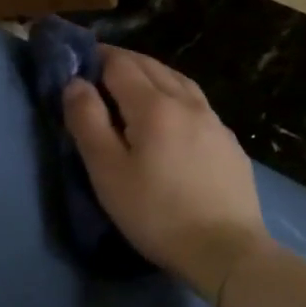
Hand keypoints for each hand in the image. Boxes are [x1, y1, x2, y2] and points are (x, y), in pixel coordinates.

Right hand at [62, 46, 276, 304]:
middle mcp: (187, 102)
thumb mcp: (108, 172)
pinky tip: (173, 117)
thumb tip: (75, 83)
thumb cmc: (157, 213)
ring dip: (152, 75)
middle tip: (99, 73)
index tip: (78, 64)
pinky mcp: (229, 143)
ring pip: (178, 81)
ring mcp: (214, 121)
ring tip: (134, 88)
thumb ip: (88, 122)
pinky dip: (176, 96)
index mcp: (154, 105)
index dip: (96, 57)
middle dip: (123, 62)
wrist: (225, 249)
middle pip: (151, 66)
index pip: (121, 64)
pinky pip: (197, 104)